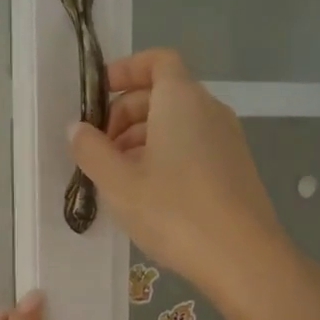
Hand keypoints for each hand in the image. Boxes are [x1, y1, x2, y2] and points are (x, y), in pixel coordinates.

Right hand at [68, 49, 289, 297]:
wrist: (242, 258)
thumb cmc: (174, 211)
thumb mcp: (118, 183)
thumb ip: (91, 150)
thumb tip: (77, 129)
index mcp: (182, 100)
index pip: (158, 61)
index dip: (126, 70)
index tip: (98, 95)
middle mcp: (209, 110)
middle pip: (163, 93)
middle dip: (125, 113)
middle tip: (99, 149)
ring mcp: (227, 140)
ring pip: (177, 124)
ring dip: (142, 139)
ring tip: (117, 176)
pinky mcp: (235, 168)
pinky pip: (193, 147)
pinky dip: (166, 156)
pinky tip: (148, 193)